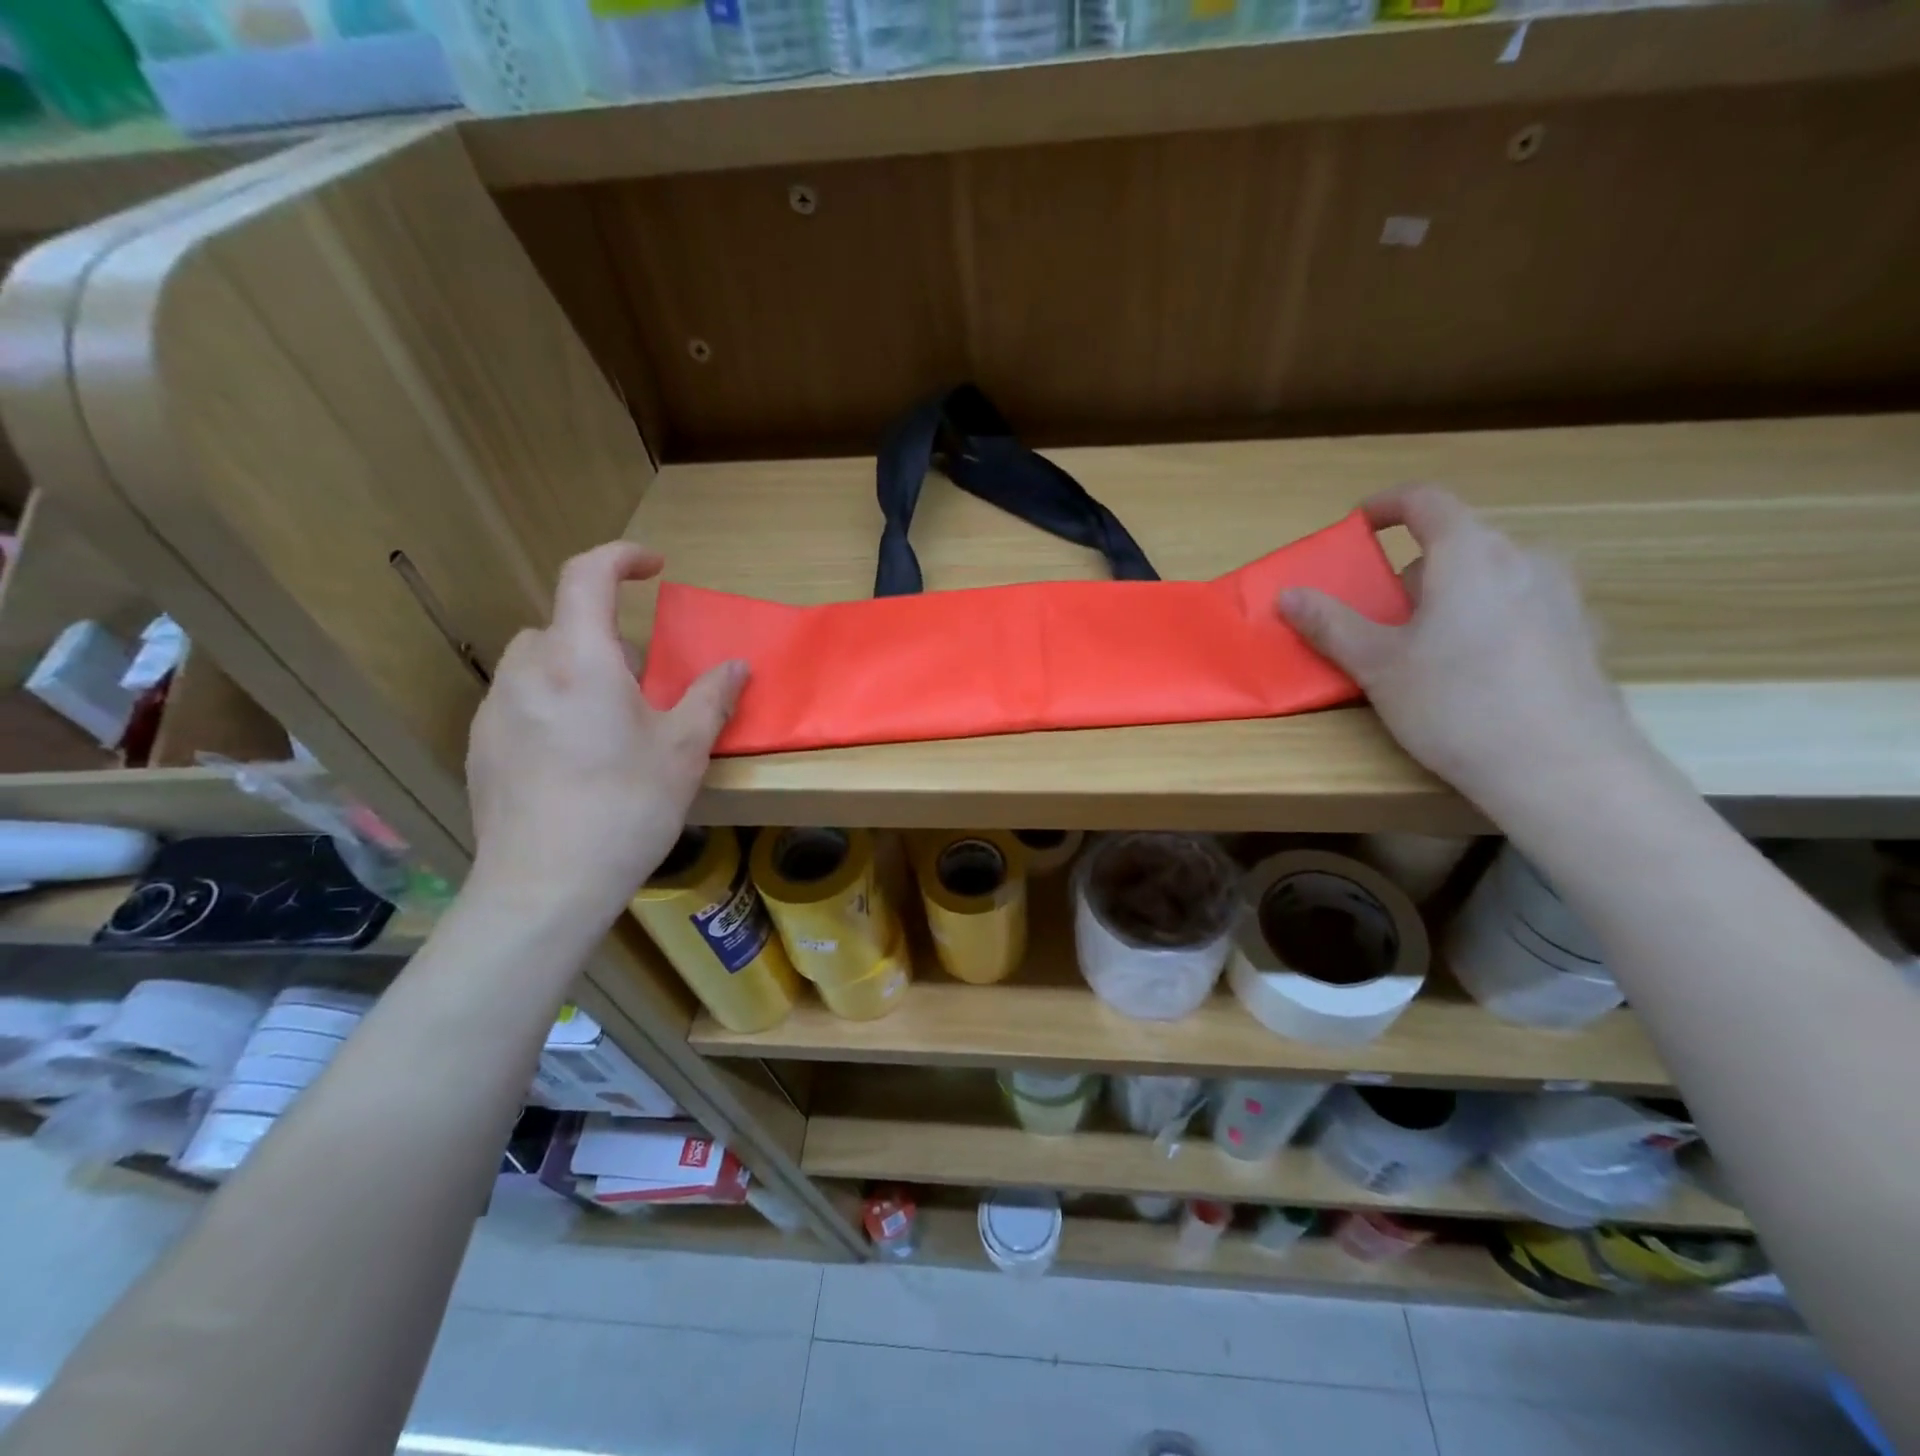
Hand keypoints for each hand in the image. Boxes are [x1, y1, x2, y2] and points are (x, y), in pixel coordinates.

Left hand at [465, 542, 747, 927]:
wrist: (545, 886)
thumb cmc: (626, 807)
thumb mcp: (685, 751)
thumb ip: (712, 698)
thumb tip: (737, 666)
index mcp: (579, 661)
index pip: (587, 576)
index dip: (621, 557)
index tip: (654, 567)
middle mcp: (527, 673)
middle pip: (562, 626)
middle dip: (605, 639)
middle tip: (644, 684)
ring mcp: (495, 711)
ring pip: (538, 665)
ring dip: (575, 673)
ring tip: (609, 725)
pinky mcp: (481, 748)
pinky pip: (519, 703)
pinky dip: (551, 707)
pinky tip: (575, 762)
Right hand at [1278, 485, 1642, 806]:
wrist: (1561, 768)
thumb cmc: (1456, 703)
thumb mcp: (1377, 665)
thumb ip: (1331, 624)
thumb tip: (1288, 595)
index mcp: (1470, 554)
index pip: (1426, 500)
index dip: (1386, 505)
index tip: (1358, 524)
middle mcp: (1524, 559)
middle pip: (1458, 543)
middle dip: (1413, 570)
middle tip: (1383, 615)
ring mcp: (1563, 595)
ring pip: (1493, 576)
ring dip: (1453, 595)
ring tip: (1430, 648)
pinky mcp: (1583, 634)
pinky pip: (1523, 607)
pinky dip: (1490, 620)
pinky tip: (1479, 673)